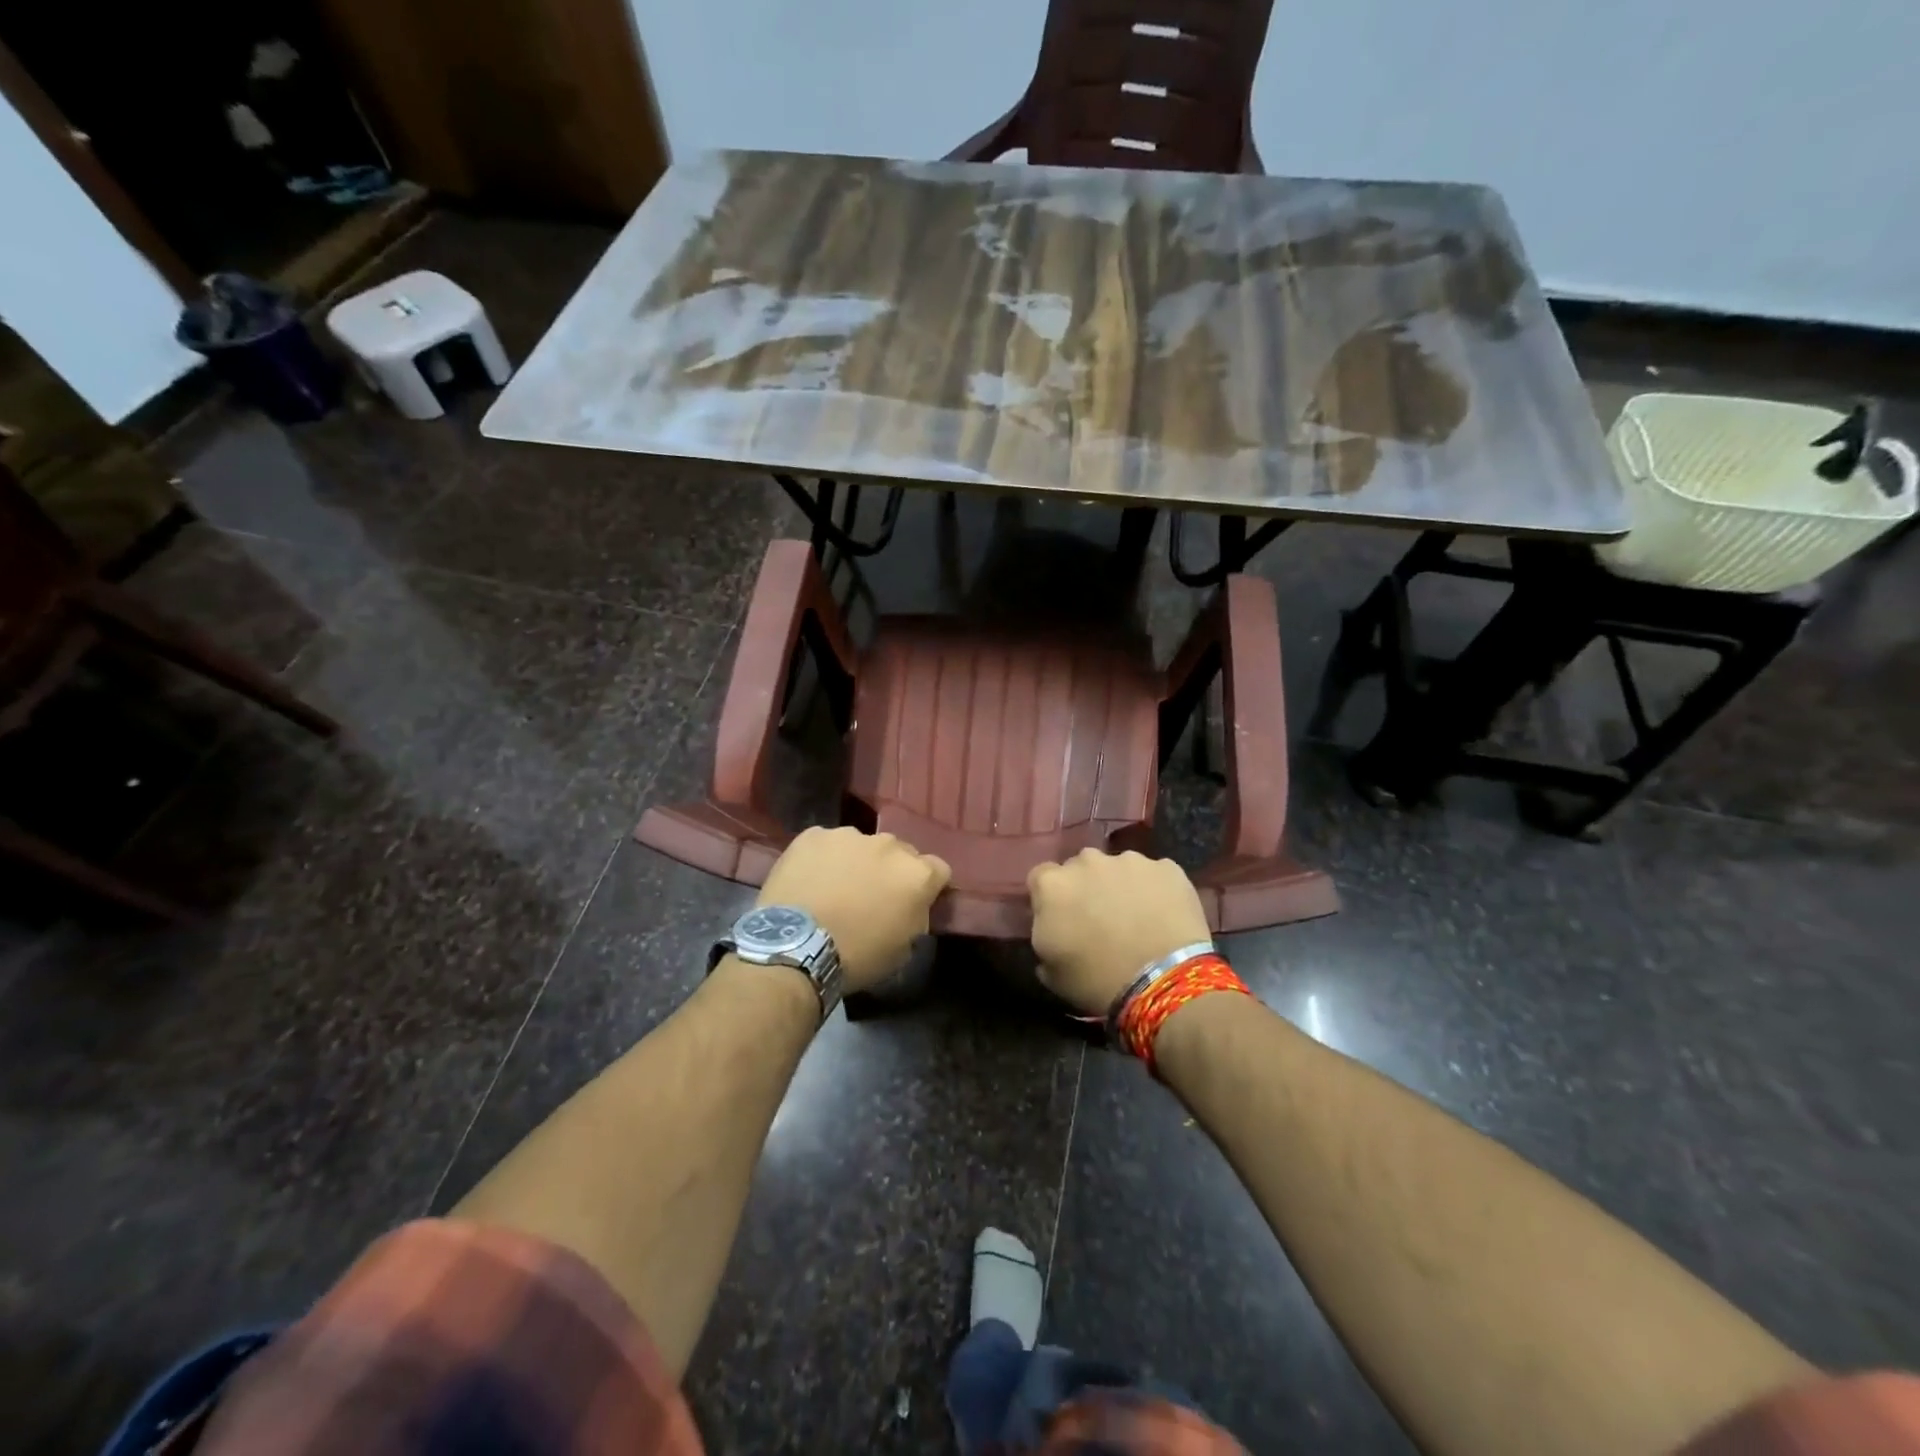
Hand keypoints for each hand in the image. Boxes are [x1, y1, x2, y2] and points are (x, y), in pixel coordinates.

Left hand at [757, 827, 950, 991]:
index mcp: (916, 874)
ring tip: (834, 888)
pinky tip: (809, 881)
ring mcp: (849, 836)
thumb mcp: (903, 949)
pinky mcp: (813, 835)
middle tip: (871, 896)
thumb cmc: (856, 956)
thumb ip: (915, 918)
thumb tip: (911, 908)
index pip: (938, 870)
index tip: (913, 903)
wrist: (795, 947)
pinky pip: (825, 844)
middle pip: (899, 853)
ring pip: (860, 846)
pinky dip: (822, 859)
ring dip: (855, 862)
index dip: (927, 886)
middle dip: (890, 871)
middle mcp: (888, 845)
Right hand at [1028, 850, 1211, 1015]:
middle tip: (1099, 918)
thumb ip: (1044, 936)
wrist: (1164, 980)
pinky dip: (1156, 890)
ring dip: (1121, 885)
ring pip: (1119, 867)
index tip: (1060, 918)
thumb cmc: (1098, 980)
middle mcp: (1088, 861)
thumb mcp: (1051, 971)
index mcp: (1052, 885)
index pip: (1040, 877)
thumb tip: (1051, 928)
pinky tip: (1164, 917)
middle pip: (1081, 867)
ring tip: (1136, 919)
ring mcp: (1130, 860)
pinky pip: (1154, 875)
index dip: (1050, 897)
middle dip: (1086, 886)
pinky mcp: (1167, 868)